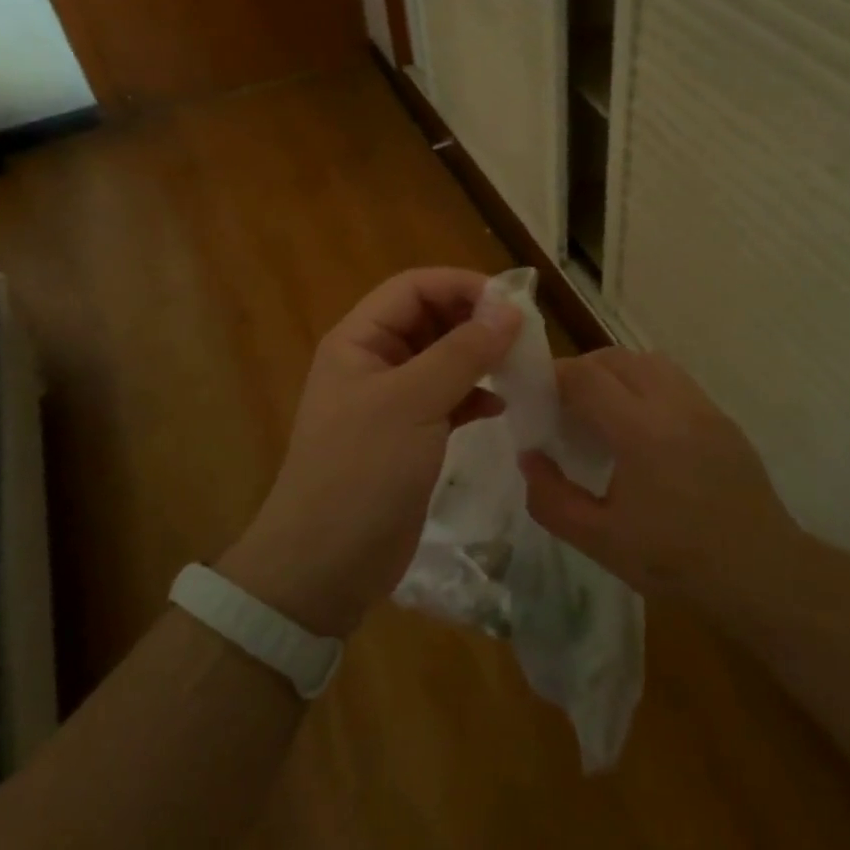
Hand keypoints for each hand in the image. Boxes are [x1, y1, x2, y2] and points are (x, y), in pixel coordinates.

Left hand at [219, 268, 521, 636]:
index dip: (461, 286)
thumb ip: (463, 352)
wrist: (326, 564)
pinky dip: (474, 397)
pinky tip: (501, 406)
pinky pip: (447, 399)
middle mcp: (373, 362)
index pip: (413, 288)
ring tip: (519, 367)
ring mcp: (391, 401)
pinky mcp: (408, 437)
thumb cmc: (362, 471)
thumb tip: (510, 309)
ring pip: (442, 360)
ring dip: (479, 359)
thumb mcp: (413, 402)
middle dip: (474, 322)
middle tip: (523, 337)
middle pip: (429, 320)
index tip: (512, 303)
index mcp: (359, 340)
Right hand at [519, 349, 798, 615]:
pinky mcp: (722, 419)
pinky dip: (646, 385)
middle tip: (562, 404)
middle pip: (616, 357)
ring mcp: (703, 407)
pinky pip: (675, 380)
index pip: (586, 376)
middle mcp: (673, 404)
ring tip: (601, 410)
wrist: (761, 574)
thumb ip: (552, 498)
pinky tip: (641, 427)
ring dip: (616, 372)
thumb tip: (530, 457)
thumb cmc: (675, 561)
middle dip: (582, 370)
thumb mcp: (599, 540)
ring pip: (649, 361)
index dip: (554, 376)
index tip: (535, 395)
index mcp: (640, 430)